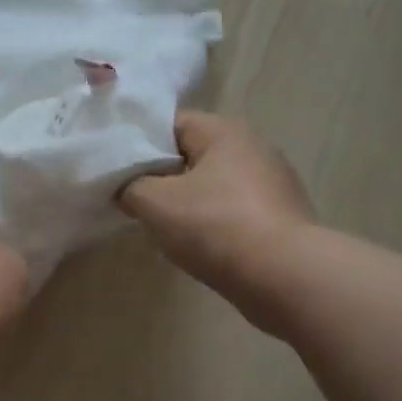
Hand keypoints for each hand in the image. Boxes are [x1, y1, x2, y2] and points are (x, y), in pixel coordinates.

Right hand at [119, 113, 316, 332]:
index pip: (169, 124)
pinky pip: (234, 211)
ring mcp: (273, 183)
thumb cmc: (215, 226)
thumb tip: (126, 189)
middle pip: (192, 154)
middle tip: (133, 199)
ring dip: (188, 202)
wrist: (283, 276)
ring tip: (163, 227)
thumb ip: (130, 187)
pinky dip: (214, 223)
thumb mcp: (155, 203)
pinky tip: (199, 246)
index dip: (138, 143)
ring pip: (214, 185)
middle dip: (162, 176)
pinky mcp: (282, 217)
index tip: (117, 170)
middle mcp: (254, 147)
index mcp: (224, 131)